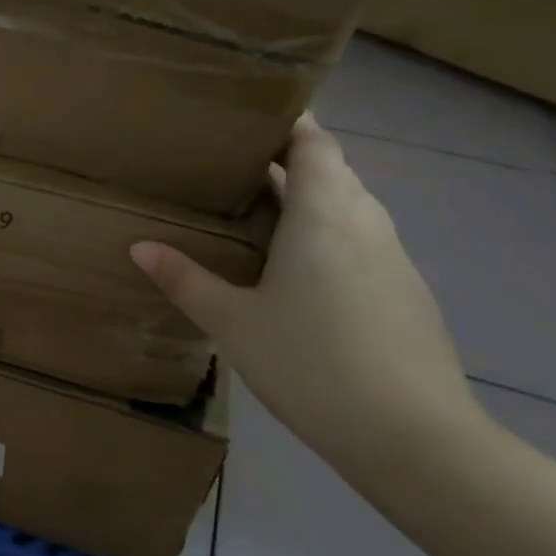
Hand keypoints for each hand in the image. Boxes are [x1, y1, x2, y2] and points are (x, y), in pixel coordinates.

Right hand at [132, 114, 491, 480]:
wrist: (416, 441)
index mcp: (325, 213)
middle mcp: (365, 222)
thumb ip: (186, 279)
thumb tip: (139, 247)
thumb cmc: (314, 364)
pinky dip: (326, 233)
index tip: (246, 113)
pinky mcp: (404, 292)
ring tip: (255, 208)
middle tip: (231, 162)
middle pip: (330, 168)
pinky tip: (294, 268)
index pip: (313, 140)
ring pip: (347, 205)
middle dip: (286, 157)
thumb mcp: (234, 322)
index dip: (286, 120)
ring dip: (307, 197)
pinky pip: (360, 239)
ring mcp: (392, 258)